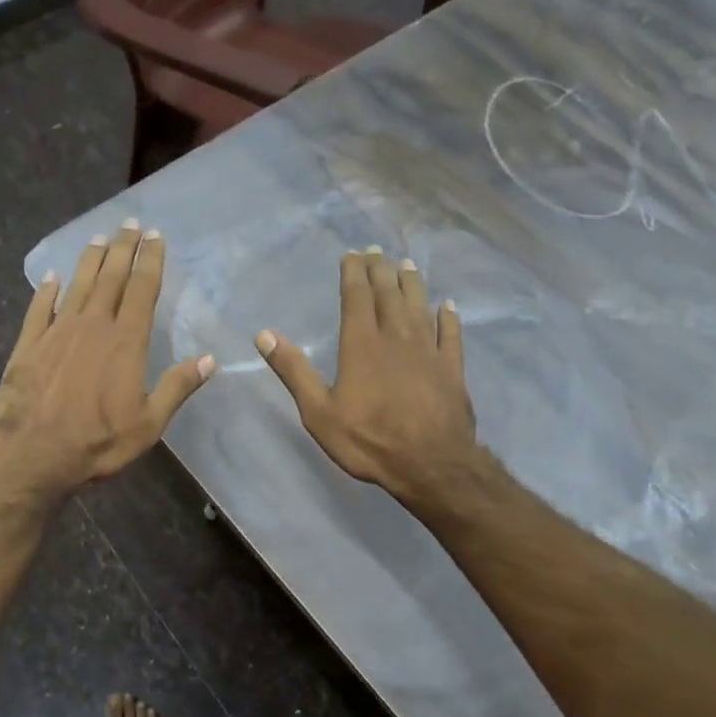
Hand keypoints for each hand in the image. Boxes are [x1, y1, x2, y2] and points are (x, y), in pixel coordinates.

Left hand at [0, 220, 213, 501]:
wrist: (35, 453)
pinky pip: (39, 308)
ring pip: (77, 285)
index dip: (150, 260)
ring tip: (98, 237)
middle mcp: (92, 326)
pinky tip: (51, 277)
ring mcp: (57, 331)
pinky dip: (46, 290)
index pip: (142, 289)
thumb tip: (210, 360)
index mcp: (126, 342)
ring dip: (90, 259)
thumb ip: (177, 387)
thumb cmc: (98, 442)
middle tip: (129, 223)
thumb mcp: (149, 423)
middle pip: (111, 277)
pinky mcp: (29, 344)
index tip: (155, 236)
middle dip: (122, 248)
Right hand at [256, 248, 477, 507]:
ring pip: (419, 307)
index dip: (354, 273)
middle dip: (381, 270)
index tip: (352, 254)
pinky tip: (447, 307)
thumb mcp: (318, 411)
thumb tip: (264, 335)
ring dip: (412, 284)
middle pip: (389, 295)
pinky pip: (450, 335)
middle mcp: (396, 338)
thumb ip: (294, 371)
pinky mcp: (452, 369)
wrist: (430, 465)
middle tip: (377, 251)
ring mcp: (428, 351)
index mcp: (361, 344)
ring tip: (407, 265)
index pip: (357, 297)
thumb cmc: (368, 440)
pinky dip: (448, 318)